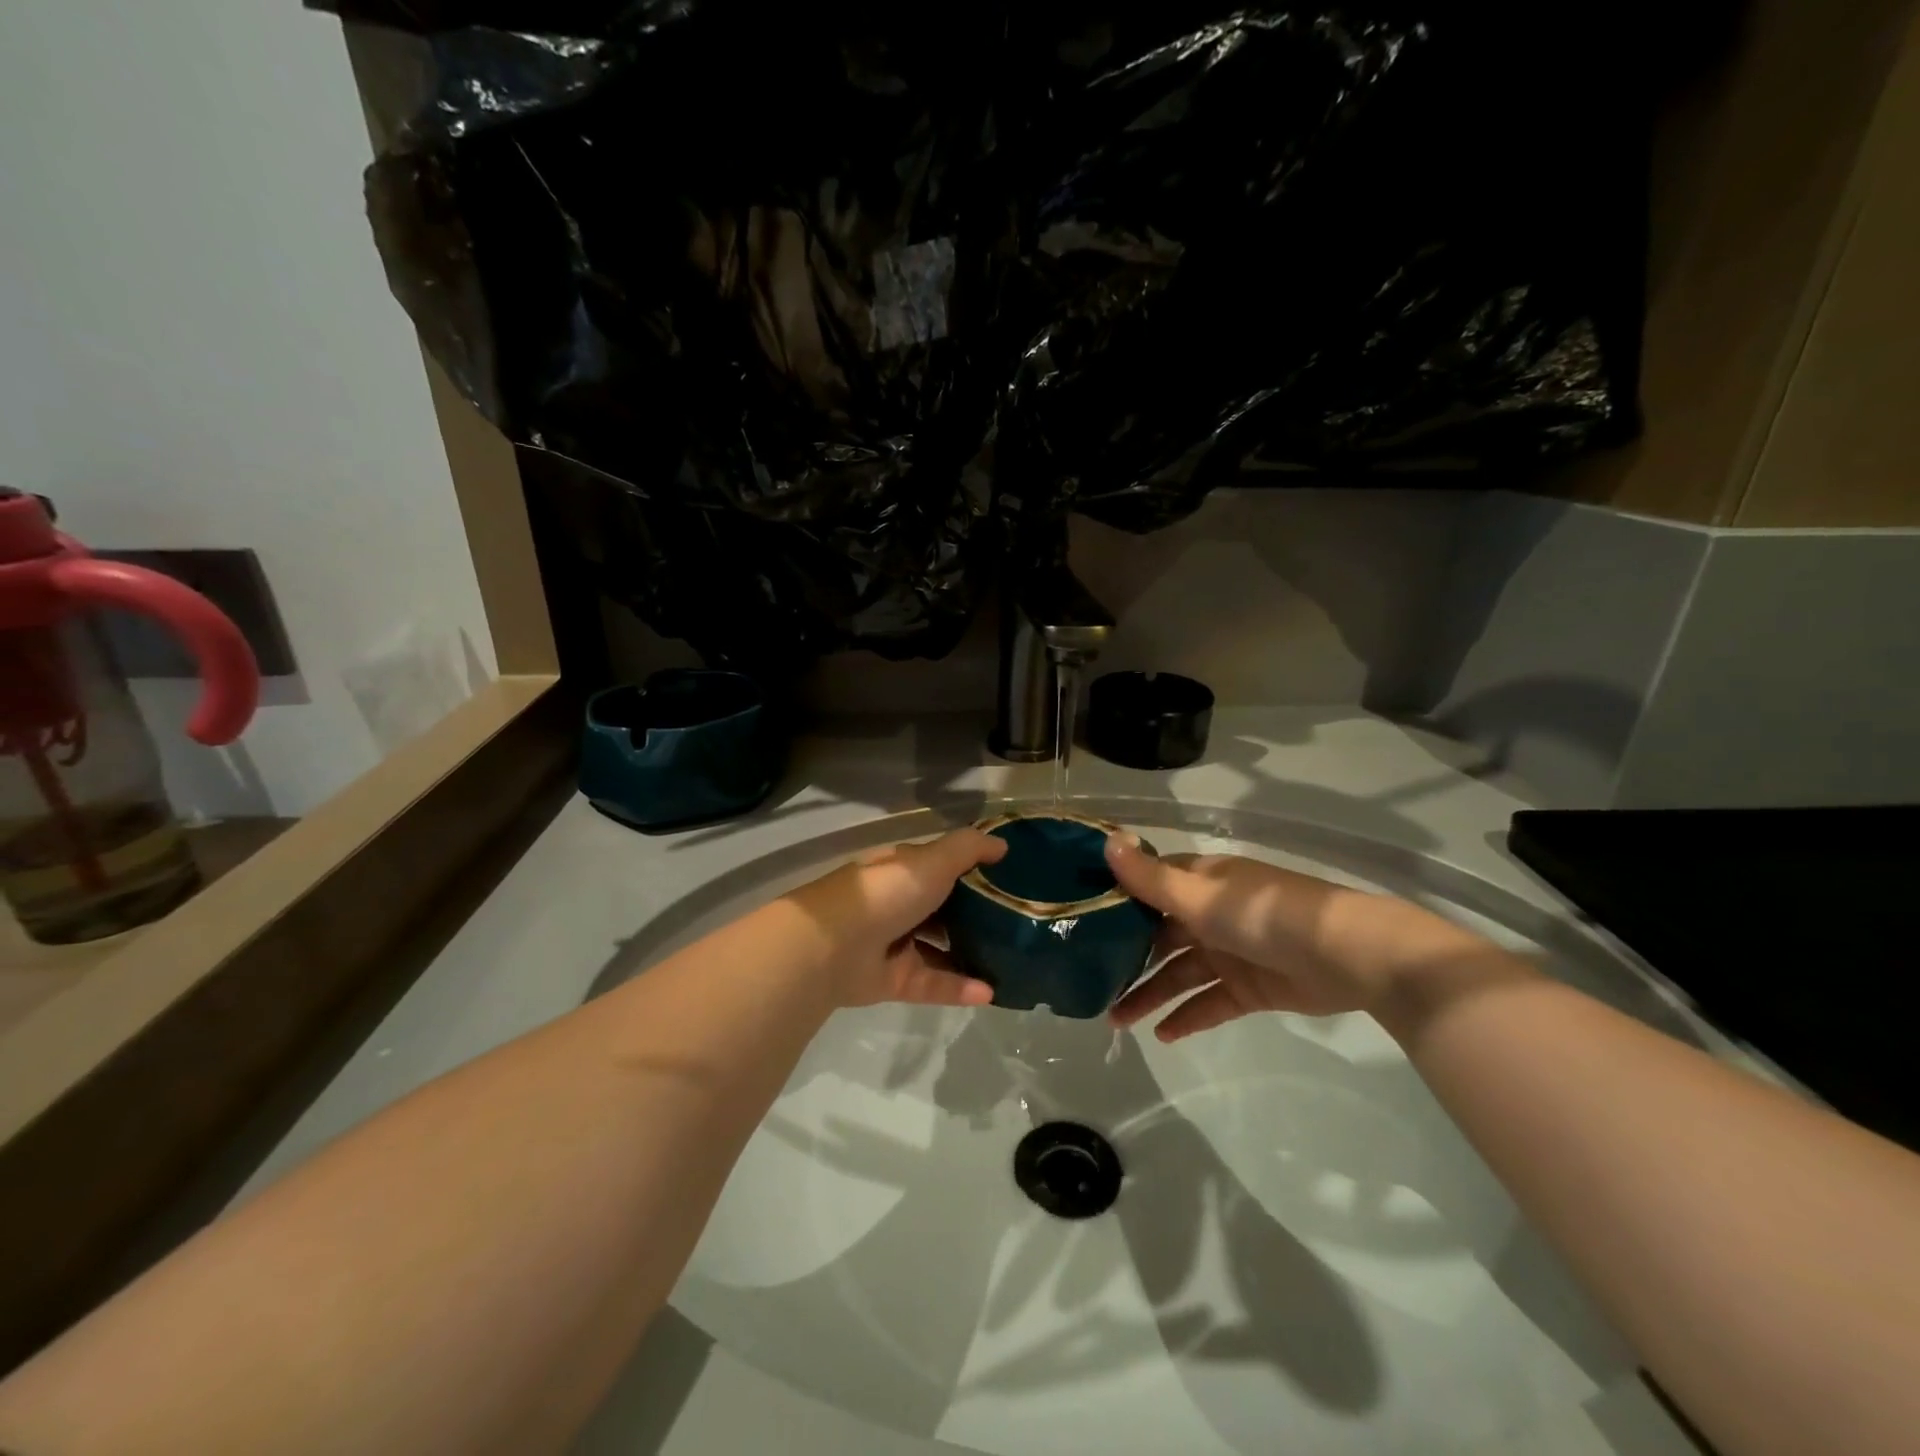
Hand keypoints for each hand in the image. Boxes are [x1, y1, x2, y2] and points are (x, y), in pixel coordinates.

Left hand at [785, 828, 1006, 1010]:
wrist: (833, 945)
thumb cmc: (886, 892)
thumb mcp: (932, 860)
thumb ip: (968, 849)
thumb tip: (1003, 845)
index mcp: (903, 871)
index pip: (940, 866)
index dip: (971, 870)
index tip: (1008, 878)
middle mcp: (898, 904)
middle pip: (942, 909)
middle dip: (975, 915)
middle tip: (1017, 923)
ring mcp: (894, 944)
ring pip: (939, 949)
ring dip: (971, 954)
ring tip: (1010, 961)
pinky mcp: (894, 980)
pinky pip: (933, 983)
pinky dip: (959, 988)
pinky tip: (991, 992)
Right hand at [1104, 834, 1479, 1041]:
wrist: (1349, 956)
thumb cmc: (1266, 915)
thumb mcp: (1202, 896)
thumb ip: (1151, 878)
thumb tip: (1107, 840)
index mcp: (1202, 881)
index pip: (1151, 886)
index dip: (1118, 901)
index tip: (1081, 919)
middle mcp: (1212, 913)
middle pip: (1160, 935)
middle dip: (1128, 958)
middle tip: (1091, 982)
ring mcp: (1232, 951)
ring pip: (1180, 973)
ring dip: (1151, 993)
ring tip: (1116, 1020)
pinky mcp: (1251, 987)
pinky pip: (1210, 1002)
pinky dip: (1188, 1016)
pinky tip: (1162, 1036)